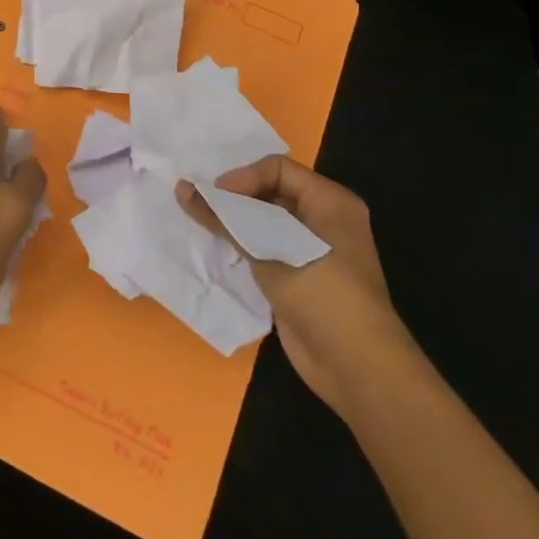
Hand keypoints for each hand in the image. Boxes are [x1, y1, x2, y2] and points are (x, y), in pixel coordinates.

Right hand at [177, 157, 417, 416]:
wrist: (357, 370)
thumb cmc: (324, 295)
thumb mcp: (273, 249)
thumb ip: (226, 218)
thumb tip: (182, 188)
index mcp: (330, 202)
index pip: (277, 169)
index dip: (243, 177)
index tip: (213, 196)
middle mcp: (322, 220)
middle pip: (269, 191)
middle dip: (233, 196)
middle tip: (197, 202)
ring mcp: (310, 250)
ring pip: (263, 221)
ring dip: (233, 222)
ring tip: (198, 221)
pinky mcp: (296, 276)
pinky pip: (262, 248)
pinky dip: (239, 245)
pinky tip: (214, 248)